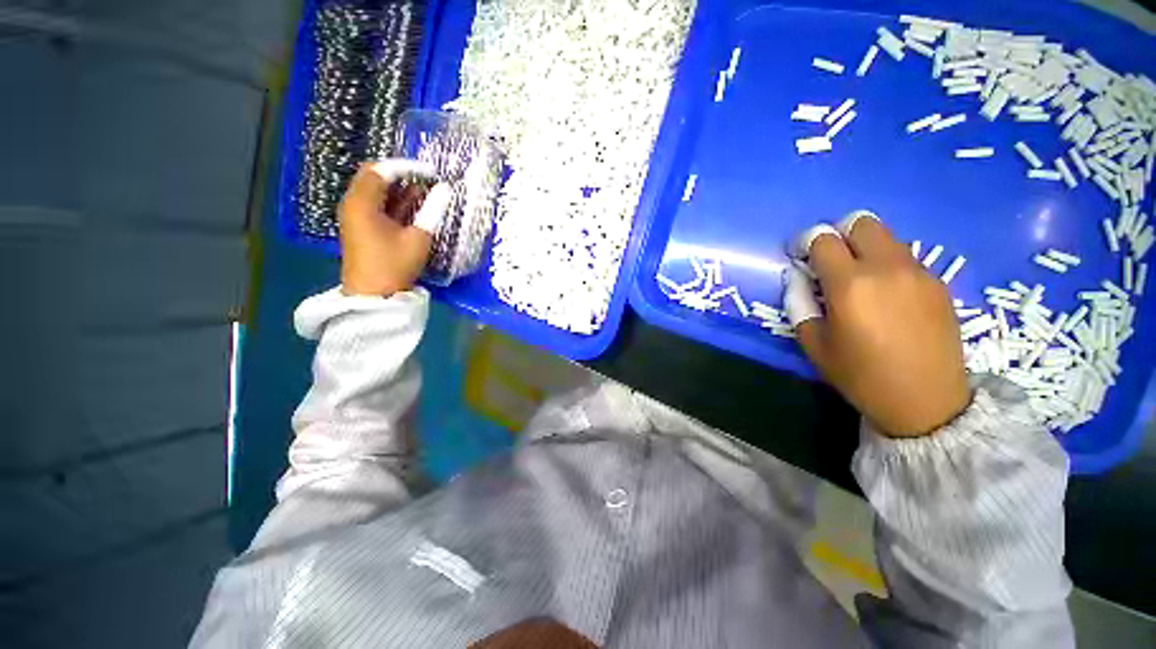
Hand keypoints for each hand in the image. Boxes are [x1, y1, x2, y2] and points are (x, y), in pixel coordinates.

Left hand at [338, 160, 451, 296]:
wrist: (373, 297)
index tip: (431, 173)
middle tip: (429, 180)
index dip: (408, 167)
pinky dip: (396, 202)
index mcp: (362, 203)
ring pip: (377, 191)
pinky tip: (417, 207)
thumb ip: (432, 212)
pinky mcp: (362, 227)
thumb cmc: (394, 266)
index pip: (381, 170)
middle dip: (404, 176)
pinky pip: (378, 205)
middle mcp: (354, 204)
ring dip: (401, 189)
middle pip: (376, 177)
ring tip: (428, 192)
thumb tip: (445, 190)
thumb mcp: (418, 239)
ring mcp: (356, 216)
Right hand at [784, 212, 971, 437]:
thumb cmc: (861, 375)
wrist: (927, 401)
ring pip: (886, 236)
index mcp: (850, 285)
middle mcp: (886, 268)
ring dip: (864, 248)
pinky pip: (906, 257)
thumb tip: (798, 276)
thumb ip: (799, 302)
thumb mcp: (814, 343)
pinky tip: (886, 293)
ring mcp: (918, 272)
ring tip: (859, 279)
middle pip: (860, 222)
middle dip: (838, 234)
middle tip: (829, 261)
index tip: (800, 257)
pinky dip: (887, 263)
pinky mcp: (938, 282)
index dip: (804, 242)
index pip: (822, 239)